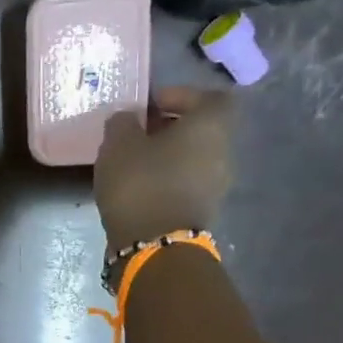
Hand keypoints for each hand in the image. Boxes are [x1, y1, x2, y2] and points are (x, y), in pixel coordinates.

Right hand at [94, 86, 237, 250]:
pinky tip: (140, 188)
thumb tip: (128, 118)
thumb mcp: (119, 144)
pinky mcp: (202, 211)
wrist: (154, 246)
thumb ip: (123, 123)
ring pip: (193, 158)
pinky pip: (186, 184)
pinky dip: (167, 180)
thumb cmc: (141, 184)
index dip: (182, 95)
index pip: (210, 97)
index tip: (152, 104)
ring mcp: (216, 185)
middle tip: (138, 134)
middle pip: (201, 130)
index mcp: (210, 126)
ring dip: (167, 156)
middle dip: (170, 128)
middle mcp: (223, 152)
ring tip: (134, 164)